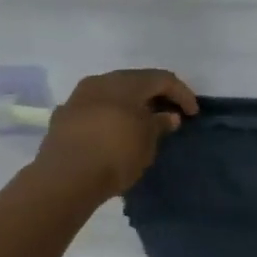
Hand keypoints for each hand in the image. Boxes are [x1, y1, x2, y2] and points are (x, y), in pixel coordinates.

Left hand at [33, 69, 199, 199]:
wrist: (65, 177)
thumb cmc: (115, 154)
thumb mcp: (147, 142)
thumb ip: (159, 124)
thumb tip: (168, 116)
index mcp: (126, 82)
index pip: (161, 79)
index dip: (181, 94)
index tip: (193, 114)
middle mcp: (100, 81)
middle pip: (134, 82)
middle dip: (154, 96)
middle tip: (168, 115)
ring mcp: (78, 98)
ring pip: (111, 94)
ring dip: (129, 105)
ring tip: (141, 124)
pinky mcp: (63, 117)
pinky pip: (94, 109)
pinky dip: (109, 117)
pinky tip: (114, 133)